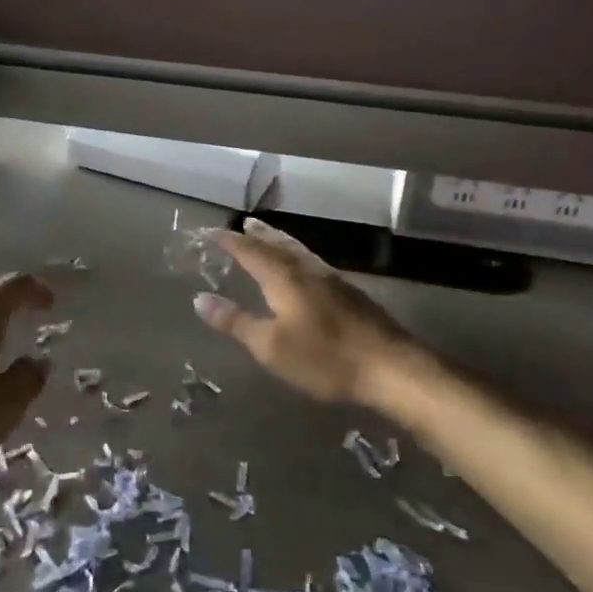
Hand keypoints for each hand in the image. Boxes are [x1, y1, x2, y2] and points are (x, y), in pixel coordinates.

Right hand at [194, 218, 428, 406]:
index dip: (231, 242)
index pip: (251, 252)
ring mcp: (334, 281)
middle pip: (279, 245)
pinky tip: (305, 270)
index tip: (212, 232)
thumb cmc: (325, 358)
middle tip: (245, 223)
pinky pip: (315, 264)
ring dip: (281, 242)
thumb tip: (200, 299)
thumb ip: (236, 321)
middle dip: (259, 235)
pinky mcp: (352, 296)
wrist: (393, 368)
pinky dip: (299, 258)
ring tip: (270, 237)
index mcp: (285, 279)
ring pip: (300, 253)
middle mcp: (308, 271)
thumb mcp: (271, 346)